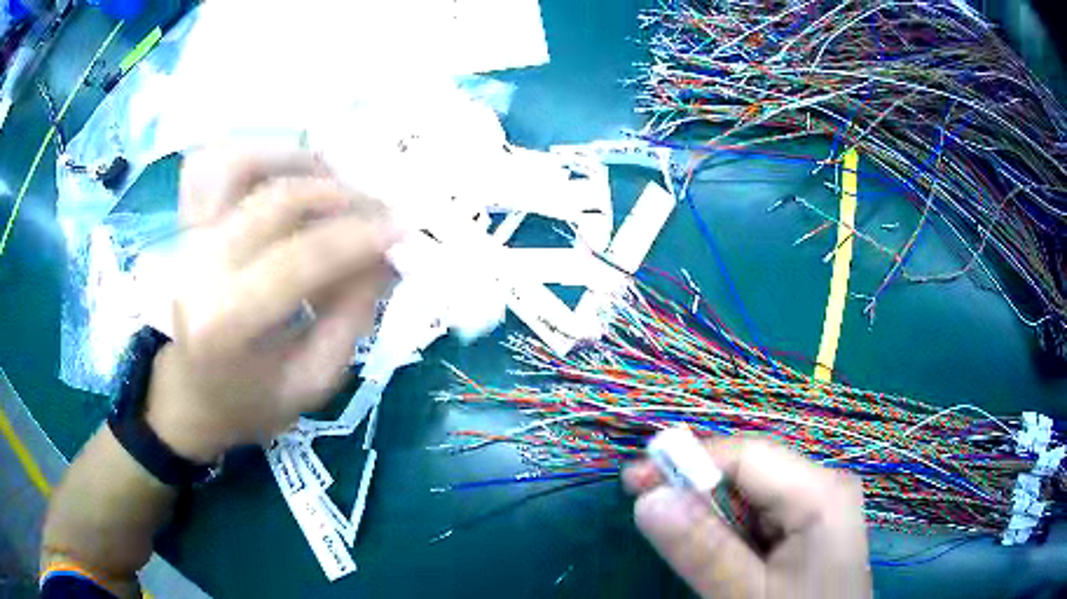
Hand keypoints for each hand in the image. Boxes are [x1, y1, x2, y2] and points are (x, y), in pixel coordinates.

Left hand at [144, 147, 396, 462]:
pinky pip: (213, 166)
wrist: (189, 397)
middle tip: (381, 212)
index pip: (300, 259)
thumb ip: (351, 318)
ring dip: (299, 162)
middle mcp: (200, 268)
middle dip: (342, 196)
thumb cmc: (250, 403)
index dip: (358, 237)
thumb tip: (384, 256)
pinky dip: (255, 155)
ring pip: (242, 165)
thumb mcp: (312, 383)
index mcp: (226, 323)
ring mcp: (187, 239)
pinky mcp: (185, 226)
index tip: (405, 229)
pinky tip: (288, 172)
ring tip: (337, 182)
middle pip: (277, 201)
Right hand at [624, 437, 870, 598]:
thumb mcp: (748, 596)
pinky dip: (728, 529)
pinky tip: (714, 550)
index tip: (633, 480)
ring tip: (675, 535)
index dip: (689, 460)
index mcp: (821, 493)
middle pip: (751, 470)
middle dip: (696, 486)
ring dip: (709, 512)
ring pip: (752, 494)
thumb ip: (704, 551)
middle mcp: (823, 487)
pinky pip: (760, 516)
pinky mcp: (809, 527)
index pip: (749, 455)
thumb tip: (647, 499)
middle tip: (645, 505)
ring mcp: (818, 507)